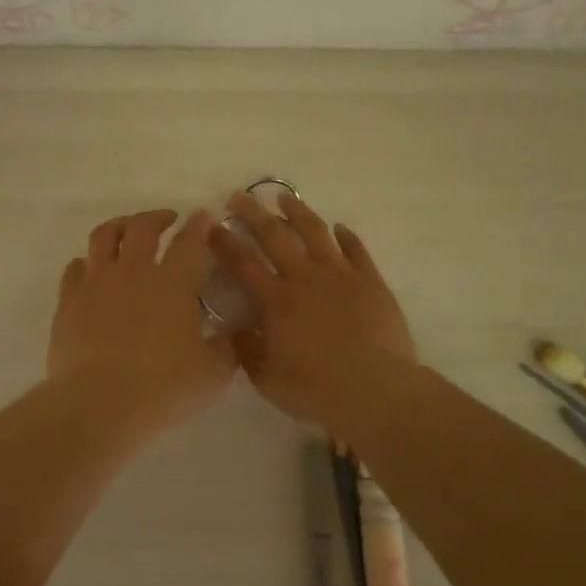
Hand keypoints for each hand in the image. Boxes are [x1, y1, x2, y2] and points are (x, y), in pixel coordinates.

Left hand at [48, 209, 236, 439]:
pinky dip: (86, 262)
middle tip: (167, 219)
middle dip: (158, 217)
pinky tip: (90, 268)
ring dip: (119, 226)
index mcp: (174, 283)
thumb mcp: (212, 374)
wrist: (98, 403)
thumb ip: (225, 348)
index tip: (203, 217)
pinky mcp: (69, 300)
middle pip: (143, 227)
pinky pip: (75, 268)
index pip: (190, 242)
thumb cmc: (162, 388)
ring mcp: (97, 282)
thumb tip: (227, 333)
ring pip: (104, 236)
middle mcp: (134, 271)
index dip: (199, 226)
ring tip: (126, 229)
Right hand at [211, 191, 418, 426]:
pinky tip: (340, 227)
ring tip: (284, 197)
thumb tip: (233, 326)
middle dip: (253, 213)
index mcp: (276, 300)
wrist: (375, 390)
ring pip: (315, 232)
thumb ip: (246, 348)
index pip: (243, 263)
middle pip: (274, 236)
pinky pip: (356, 250)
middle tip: (239, 196)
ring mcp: (340, 275)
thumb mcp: (266, 378)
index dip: (224, 242)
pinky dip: (347, 236)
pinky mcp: (370, 281)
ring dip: (297, 211)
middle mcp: (305, 278)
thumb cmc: (316, 388)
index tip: (210, 225)